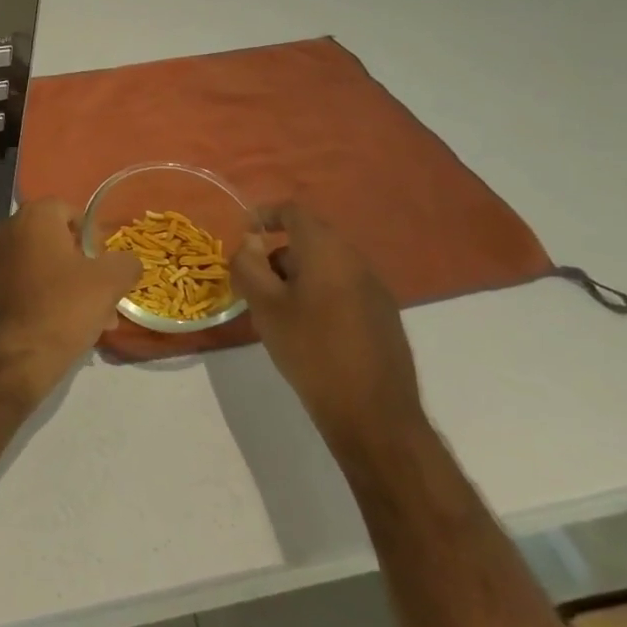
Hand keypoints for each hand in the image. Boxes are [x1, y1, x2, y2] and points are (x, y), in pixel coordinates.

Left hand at [0, 199, 141, 405]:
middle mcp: (7, 231)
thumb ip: (125, 264)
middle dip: (83, 266)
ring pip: (42, 266)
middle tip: (104, 296)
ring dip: (68, 286)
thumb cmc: (60, 309)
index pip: (69, 210)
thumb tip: (127, 262)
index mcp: (33, 217)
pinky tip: (63, 329)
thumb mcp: (108, 284)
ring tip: (93, 320)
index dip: (92, 235)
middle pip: (55, 240)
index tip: (106, 264)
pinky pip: (24, 286)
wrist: (8, 358)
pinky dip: (45, 298)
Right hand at [231, 204, 427, 466]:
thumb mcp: (265, 306)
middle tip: (253, 283)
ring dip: (297, 276)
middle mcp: (356, 261)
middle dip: (277, 254)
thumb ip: (249, 266)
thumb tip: (250, 244)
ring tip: (276, 311)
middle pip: (310, 239)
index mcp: (327, 252)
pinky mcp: (384, 317)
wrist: (374, 414)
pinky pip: (343, 288)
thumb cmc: (311, 350)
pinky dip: (318, 294)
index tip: (243, 235)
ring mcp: (375, 290)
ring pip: (326, 266)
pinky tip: (307, 331)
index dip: (264, 215)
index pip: (293, 212)